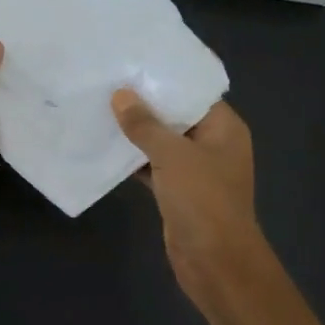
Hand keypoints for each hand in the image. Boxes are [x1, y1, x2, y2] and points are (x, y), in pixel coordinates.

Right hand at [111, 90, 274, 324]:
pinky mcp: (178, 192)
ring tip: (100, 108)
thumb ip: (146, 125)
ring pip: (162, 143)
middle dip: (145, 104)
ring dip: (136, 133)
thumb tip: (121, 95)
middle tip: (108, 82)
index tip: (133, 61)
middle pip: (176, 116)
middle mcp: (213, 144)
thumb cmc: (203, 201)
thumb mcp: (173, 156)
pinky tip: (105, 147)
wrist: (215, 263)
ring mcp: (196, 170)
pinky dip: (134, 160)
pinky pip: (154, 167)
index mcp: (224, 128)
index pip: (194, 92)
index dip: (166, 78)